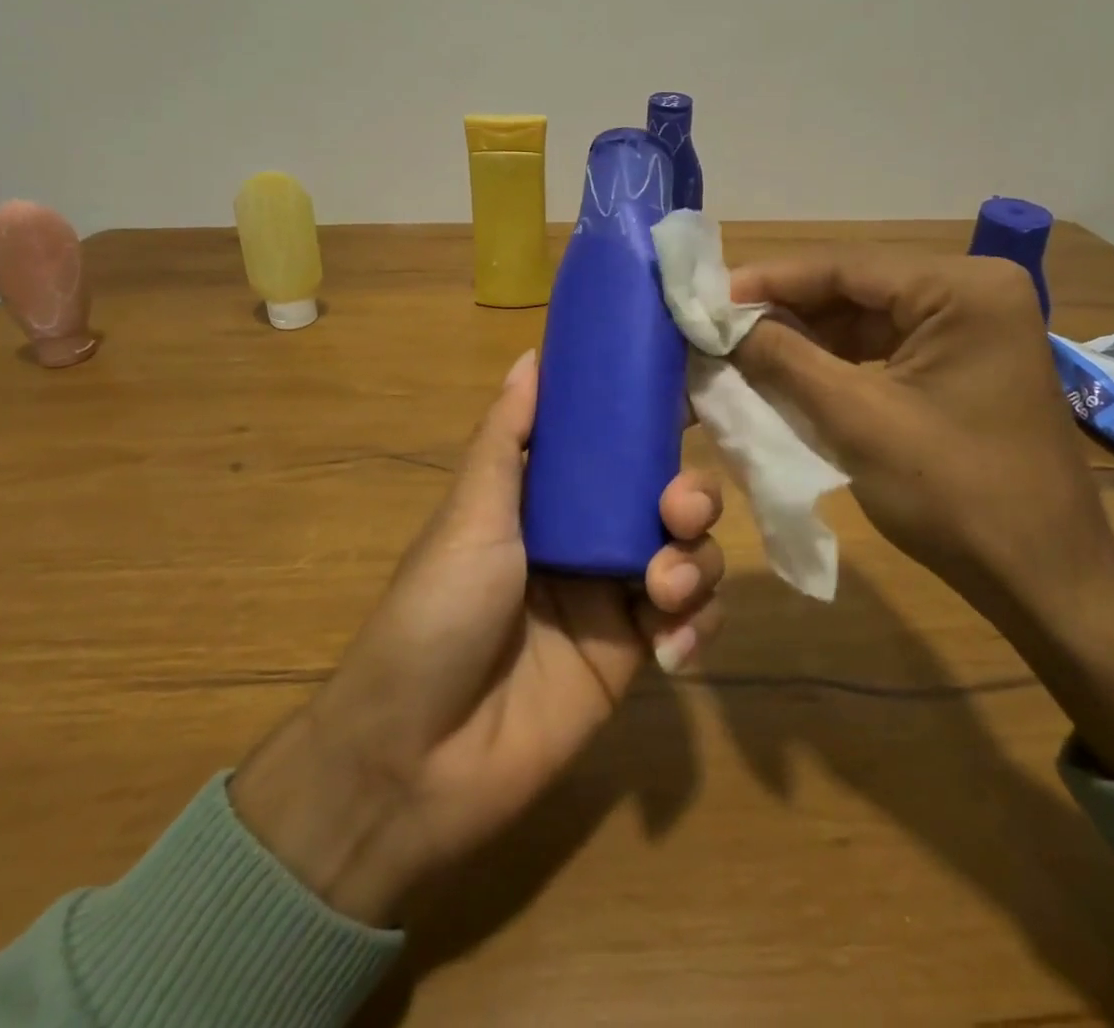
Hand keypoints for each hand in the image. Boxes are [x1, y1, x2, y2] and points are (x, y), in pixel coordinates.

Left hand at [229, 349, 724, 922]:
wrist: (417, 757)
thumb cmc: (437, 613)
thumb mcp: (470, 515)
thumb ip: (507, 437)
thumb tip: (532, 356)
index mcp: (547, 499)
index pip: (613, 448)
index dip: (652, 424)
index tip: (692, 399)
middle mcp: (586, 539)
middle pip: (664, 499)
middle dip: (689, 495)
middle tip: (679, 510)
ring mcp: (613, 599)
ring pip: (688, 556)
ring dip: (696, 562)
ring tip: (664, 590)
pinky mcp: (633, 658)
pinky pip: (689, 623)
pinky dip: (695, 627)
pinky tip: (670, 649)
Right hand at [729, 252, 1110, 596]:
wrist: (1043, 580)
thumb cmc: (955, 496)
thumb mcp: (855, 420)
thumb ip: (783, 358)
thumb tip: (721, 324)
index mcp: (964, 289)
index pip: (845, 266)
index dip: (768, 280)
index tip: (707, 298)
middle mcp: (975, 290)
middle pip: (856, 287)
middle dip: (785, 309)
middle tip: (718, 325)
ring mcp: (974, 326)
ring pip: (866, 316)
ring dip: (805, 335)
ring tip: (741, 348)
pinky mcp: (965, 361)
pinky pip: (885, 345)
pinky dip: (836, 359)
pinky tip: (789, 370)